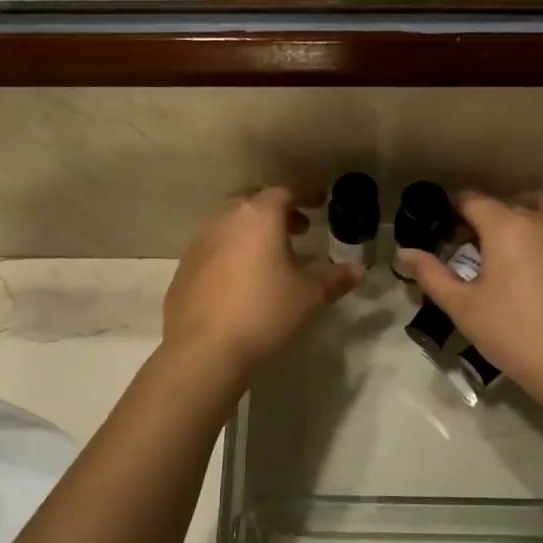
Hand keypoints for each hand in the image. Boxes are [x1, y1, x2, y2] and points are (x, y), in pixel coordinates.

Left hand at [163, 188, 359, 380]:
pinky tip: (242, 279)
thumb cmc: (264, 312)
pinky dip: (232, 252)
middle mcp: (226, 219)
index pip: (285, 193)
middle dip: (277, 212)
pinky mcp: (184, 268)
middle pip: (253, 203)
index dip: (305, 196)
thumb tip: (357, 269)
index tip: (320, 203)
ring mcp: (200, 242)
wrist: (203, 349)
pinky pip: (214, 247)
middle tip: (298, 229)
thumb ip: (335, 278)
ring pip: (230, 224)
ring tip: (271, 256)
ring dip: (252, 232)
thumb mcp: (309, 296)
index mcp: (259, 216)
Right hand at [400, 191, 542, 409]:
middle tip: (468, 246)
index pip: (472, 201)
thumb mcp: (462, 307)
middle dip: (483, 216)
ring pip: (541, 205)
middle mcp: (541, 220)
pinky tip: (539, 256)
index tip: (443, 233)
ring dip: (519, 213)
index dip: (452, 211)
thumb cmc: (513, 334)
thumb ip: (431, 274)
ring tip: (507, 243)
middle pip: (505, 203)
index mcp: (507, 227)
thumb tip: (404, 252)